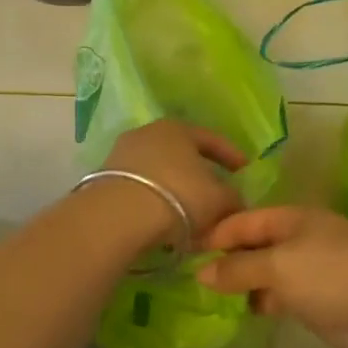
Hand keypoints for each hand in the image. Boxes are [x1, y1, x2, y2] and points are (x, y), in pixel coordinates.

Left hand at [95, 119, 248, 242]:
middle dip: (200, 173)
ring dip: (175, 189)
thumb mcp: (218, 199)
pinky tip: (163, 219)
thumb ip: (233, 198)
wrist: (118, 215)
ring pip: (159, 171)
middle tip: (215, 191)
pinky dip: (154, 200)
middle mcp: (148, 133)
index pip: (211, 139)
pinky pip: (140, 187)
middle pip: (181, 153)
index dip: (231, 155)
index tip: (244, 169)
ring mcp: (122, 154)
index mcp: (178, 128)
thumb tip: (236, 202)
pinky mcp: (103, 179)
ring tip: (188, 212)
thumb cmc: (179, 195)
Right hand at [197, 206, 347, 347]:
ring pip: (269, 269)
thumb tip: (202, 273)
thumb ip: (238, 269)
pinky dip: (266, 298)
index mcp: (294, 217)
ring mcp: (314, 266)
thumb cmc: (329, 277)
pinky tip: (250, 311)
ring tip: (216, 298)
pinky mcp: (321, 295)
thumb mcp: (277, 267)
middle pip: (257, 243)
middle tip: (196, 277)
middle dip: (229, 259)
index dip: (217, 233)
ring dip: (246, 282)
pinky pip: (283, 291)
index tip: (186, 251)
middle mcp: (303, 236)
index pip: (246, 220)